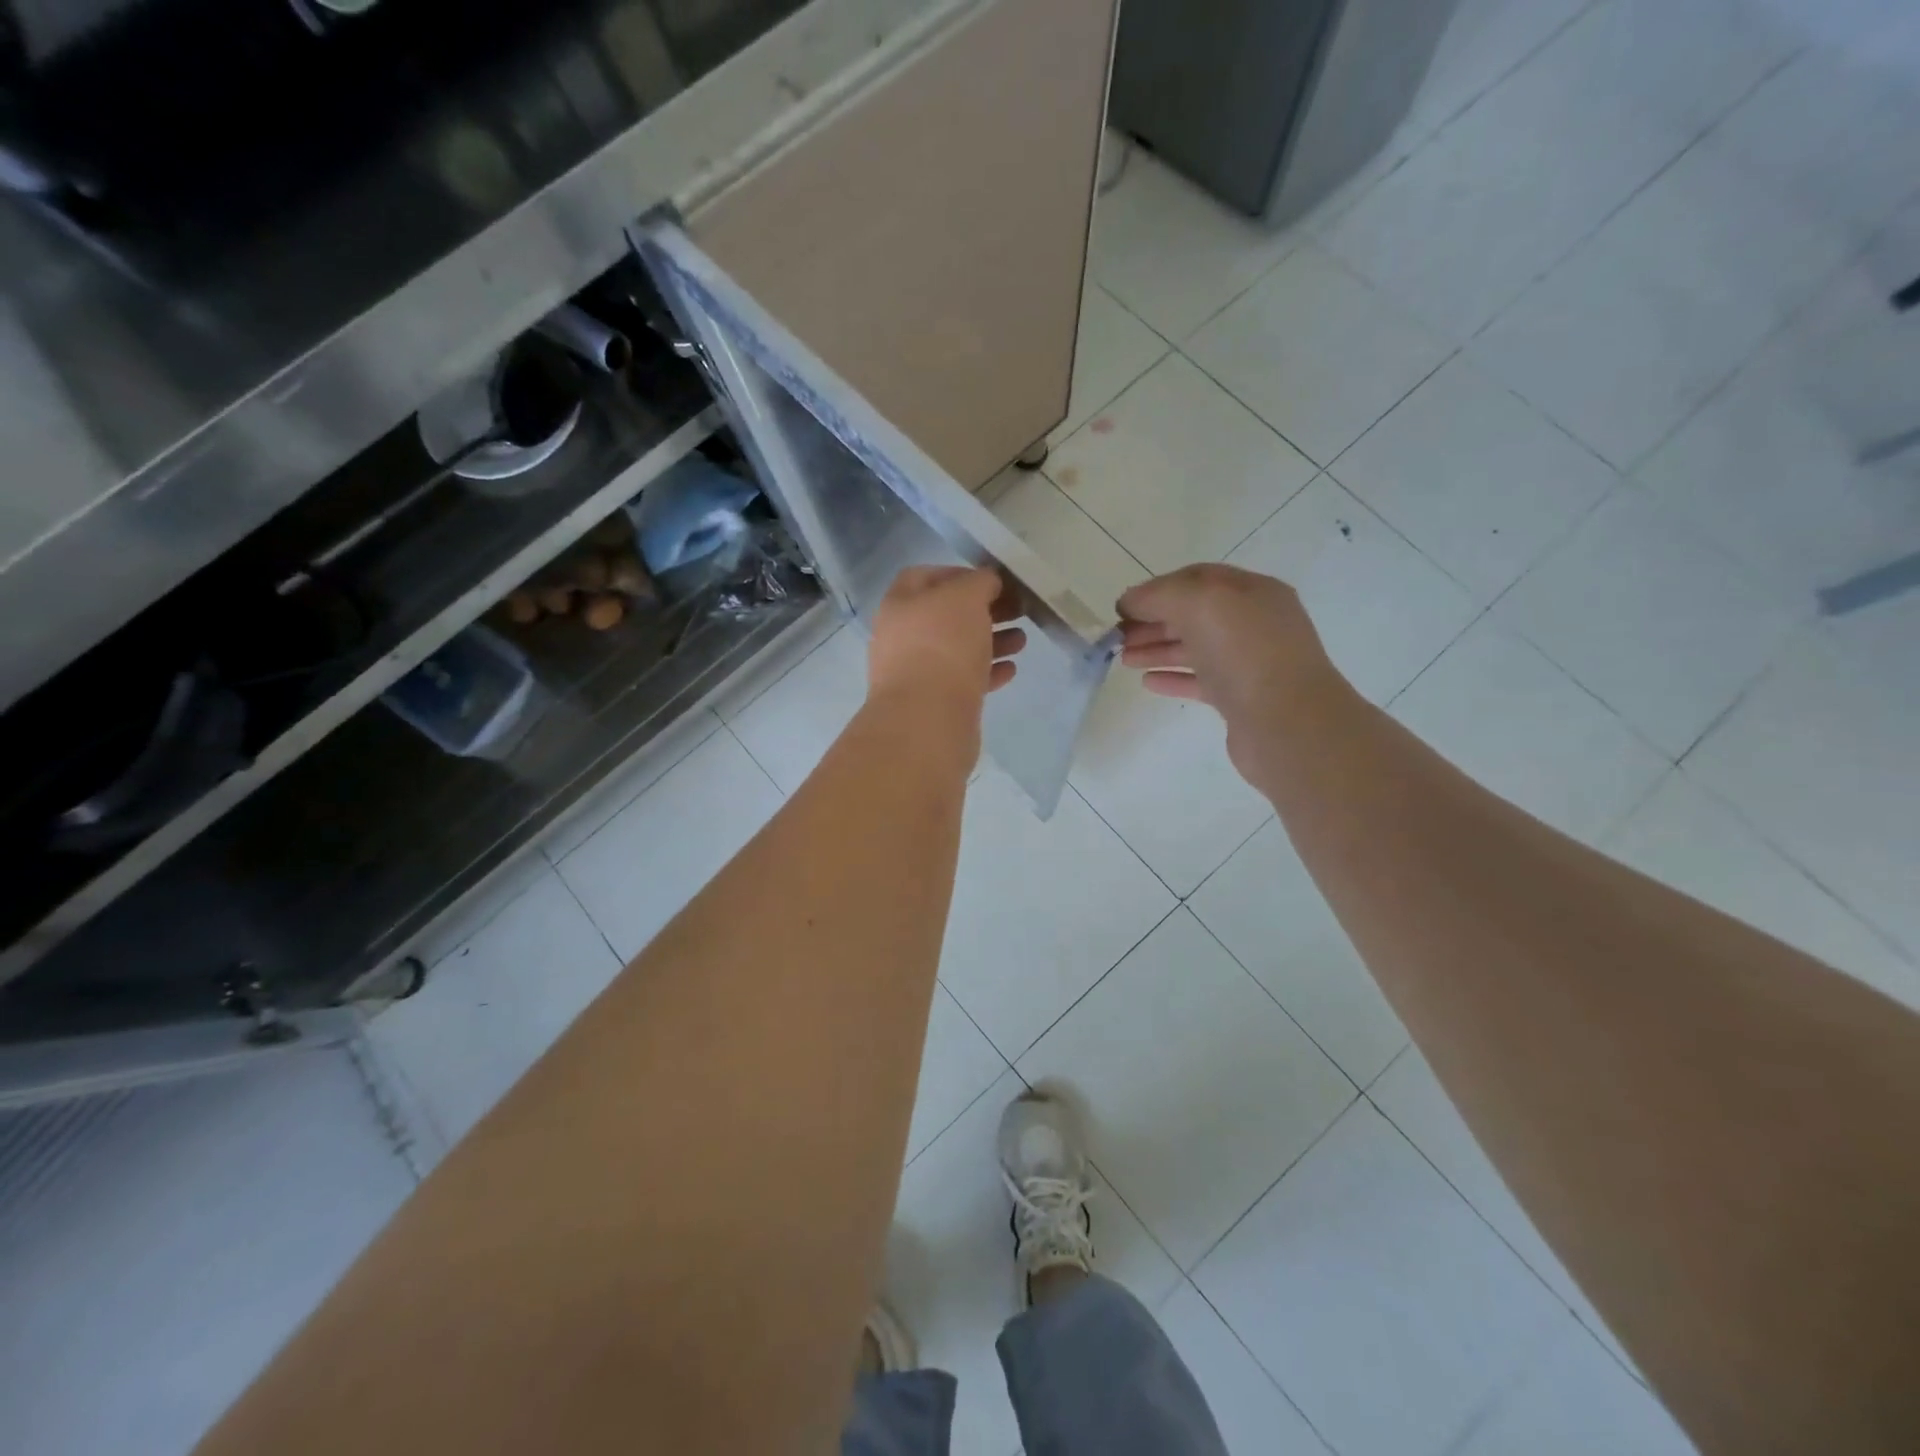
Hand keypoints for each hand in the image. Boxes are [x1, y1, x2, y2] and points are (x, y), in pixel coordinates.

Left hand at [868, 566, 1026, 712]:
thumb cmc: (943, 646)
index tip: (993, 581)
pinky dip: (987, 671)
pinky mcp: (934, 703)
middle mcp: (902, 637)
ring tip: (1022, 641)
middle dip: (983, 611)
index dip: (960, 574)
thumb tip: (987, 583)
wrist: (927, 720)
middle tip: (1017, 610)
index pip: (925, 577)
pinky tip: (1011, 670)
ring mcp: (916, 672)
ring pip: (957, 649)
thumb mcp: (965, 597)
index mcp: (899, 605)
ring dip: (990, 640)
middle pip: (945, 615)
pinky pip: (963, 680)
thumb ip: (979, 582)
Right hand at [1117, 564, 1349, 779]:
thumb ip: (1160, 595)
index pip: (1197, 579)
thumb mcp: (1200, 603)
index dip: (1156, 589)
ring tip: (1125, 660)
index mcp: (1252, 591)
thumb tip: (1131, 601)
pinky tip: (1149, 682)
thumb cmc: (1245, 653)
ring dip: (1158, 649)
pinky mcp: (1242, 698)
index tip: (1122, 607)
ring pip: (1195, 648)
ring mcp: (1250, 662)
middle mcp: (1255, 623)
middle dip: (1153, 621)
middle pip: (1194, 614)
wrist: (1287, 724)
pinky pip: (1201, 680)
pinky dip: (1173, 677)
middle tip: (1117, 637)